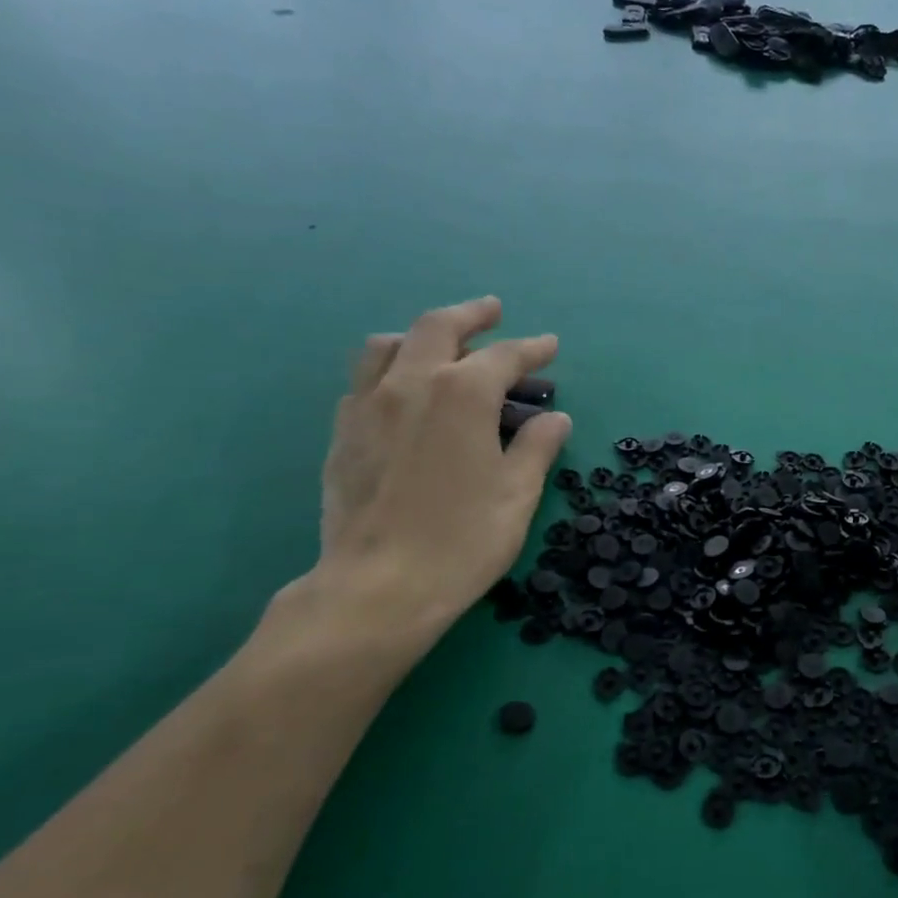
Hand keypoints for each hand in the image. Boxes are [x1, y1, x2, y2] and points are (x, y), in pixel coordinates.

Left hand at [312, 297, 570, 649]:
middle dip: (471, 315)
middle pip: (438, 328)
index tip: (550, 345)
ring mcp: (368, 406)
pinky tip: (402, 391)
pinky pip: (365, 380)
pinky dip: (390, 368)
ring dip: (420, 335)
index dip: (532, 349)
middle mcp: (411, 384)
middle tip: (492, 311)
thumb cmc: (463, 539)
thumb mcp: (517, 493)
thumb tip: (554, 418)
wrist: (379, 586)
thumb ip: (536, 447)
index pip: (504, 357)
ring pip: (389, 345)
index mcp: (462, 394)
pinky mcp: (342, 433)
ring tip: (441, 345)